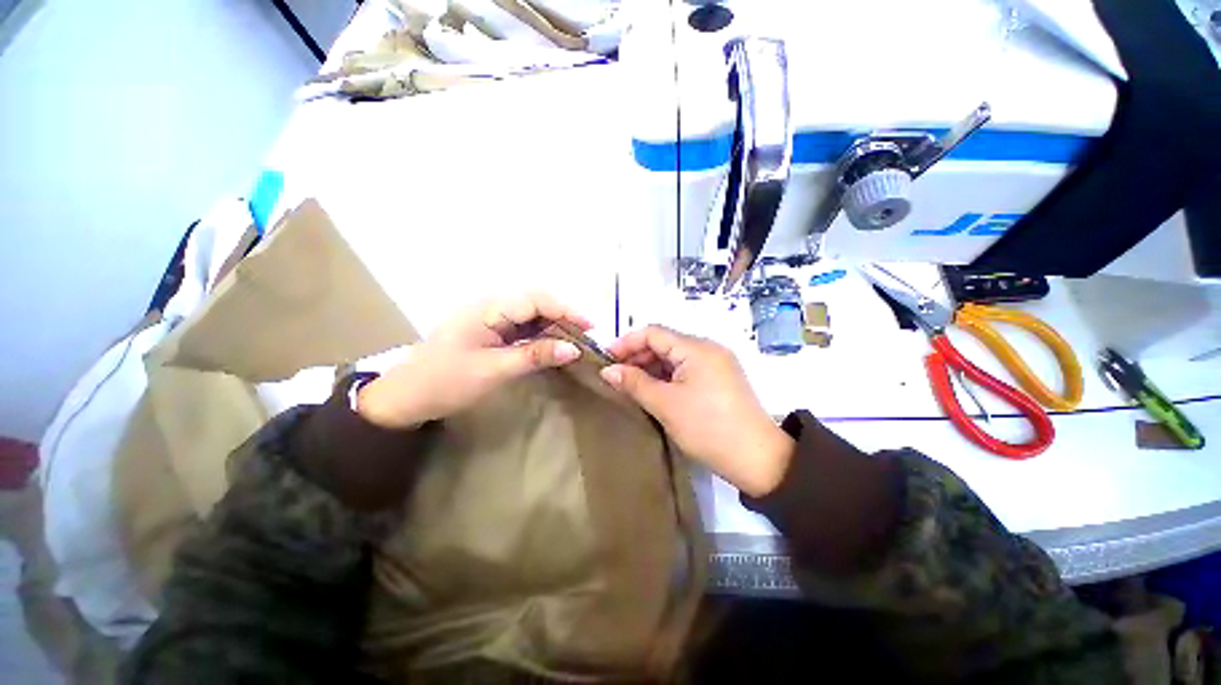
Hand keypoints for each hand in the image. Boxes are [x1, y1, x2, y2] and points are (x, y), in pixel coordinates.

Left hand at [356, 293, 590, 428]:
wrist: (407, 396)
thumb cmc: (447, 381)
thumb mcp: (494, 370)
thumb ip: (535, 355)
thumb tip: (574, 349)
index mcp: (488, 308)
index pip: (536, 299)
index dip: (566, 310)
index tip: (591, 327)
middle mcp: (491, 305)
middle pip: (537, 303)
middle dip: (564, 317)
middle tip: (586, 338)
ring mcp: (490, 317)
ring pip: (532, 314)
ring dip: (554, 326)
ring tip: (576, 342)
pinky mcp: (491, 329)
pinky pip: (523, 326)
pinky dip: (541, 335)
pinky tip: (553, 346)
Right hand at [601, 326, 793, 496]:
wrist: (758, 460)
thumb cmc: (707, 427)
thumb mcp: (665, 404)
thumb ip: (634, 383)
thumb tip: (607, 371)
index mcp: (696, 348)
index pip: (654, 332)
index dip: (627, 342)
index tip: (606, 358)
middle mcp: (708, 348)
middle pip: (665, 342)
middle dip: (638, 356)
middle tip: (616, 375)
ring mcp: (716, 364)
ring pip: (675, 357)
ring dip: (651, 367)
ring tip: (631, 385)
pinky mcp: (719, 379)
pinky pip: (686, 370)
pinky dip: (667, 377)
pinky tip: (653, 390)